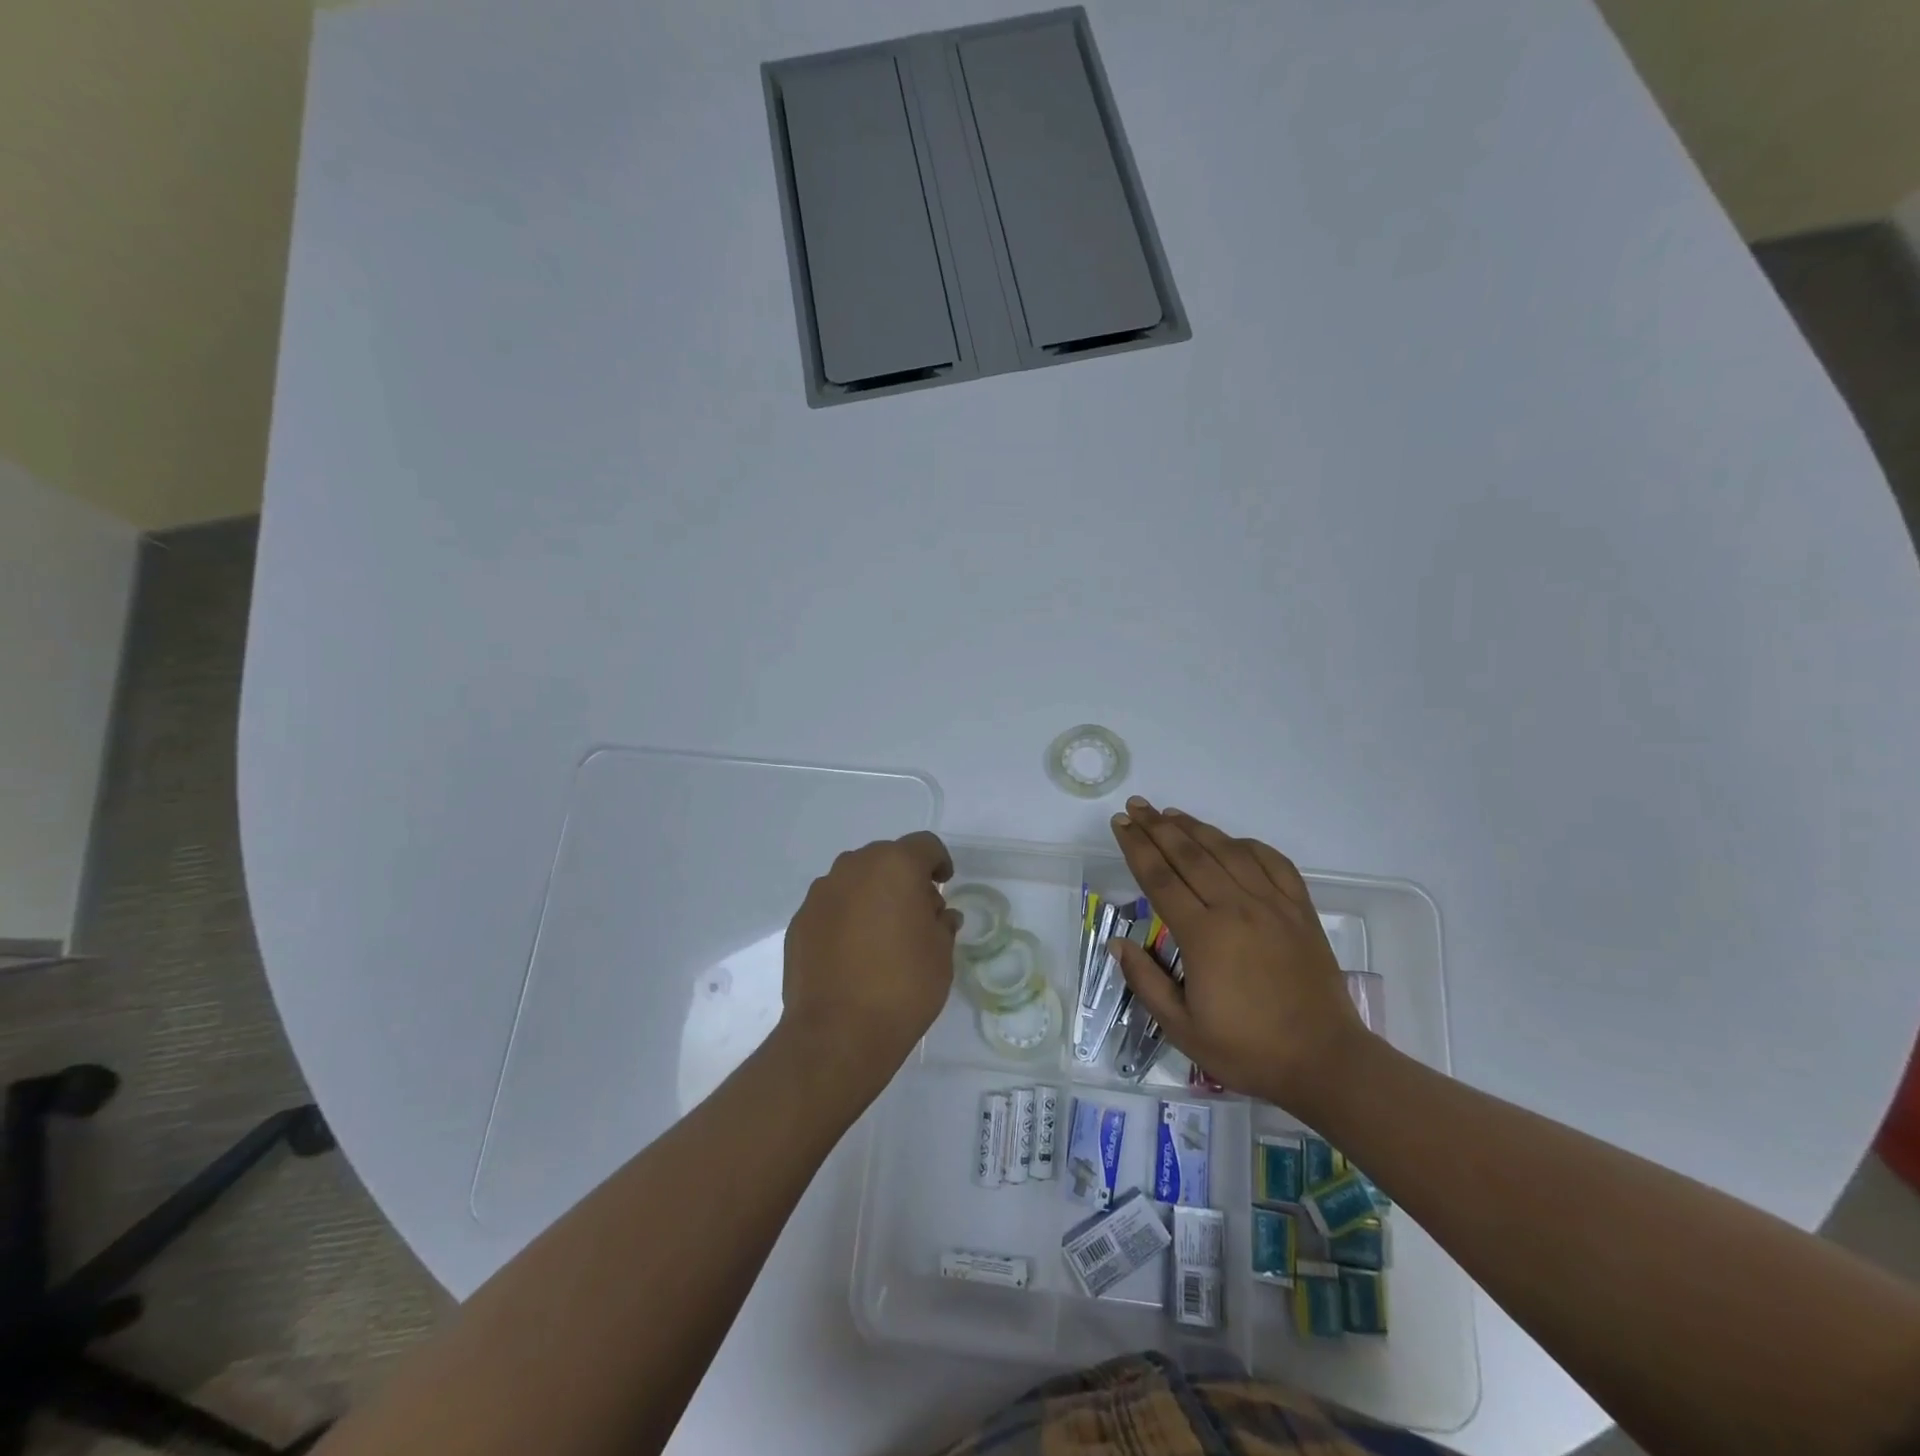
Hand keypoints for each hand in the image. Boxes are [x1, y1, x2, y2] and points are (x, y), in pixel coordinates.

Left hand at [779, 831, 960, 1082]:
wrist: (838, 1032)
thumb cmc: (903, 986)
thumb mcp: (941, 954)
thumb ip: (942, 924)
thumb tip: (938, 916)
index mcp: (895, 866)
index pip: (924, 845)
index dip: (938, 862)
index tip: (944, 885)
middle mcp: (854, 868)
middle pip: (885, 858)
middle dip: (903, 877)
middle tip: (916, 912)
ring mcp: (821, 893)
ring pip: (854, 880)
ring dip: (871, 894)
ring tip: (882, 933)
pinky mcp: (799, 921)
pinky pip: (831, 906)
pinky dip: (846, 917)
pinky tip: (853, 951)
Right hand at [1107, 798, 1365, 1113]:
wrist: (1325, 1061)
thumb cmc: (1248, 1049)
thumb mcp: (1182, 1029)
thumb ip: (1146, 982)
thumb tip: (1118, 943)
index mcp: (1204, 935)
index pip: (1160, 878)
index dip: (1136, 847)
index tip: (1119, 825)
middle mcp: (1236, 908)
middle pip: (1190, 855)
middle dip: (1157, 827)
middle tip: (1135, 806)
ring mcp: (1273, 905)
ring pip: (1228, 851)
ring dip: (1196, 828)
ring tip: (1170, 813)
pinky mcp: (1300, 911)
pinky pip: (1274, 863)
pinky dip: (1249, 845)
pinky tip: (1232, 840)